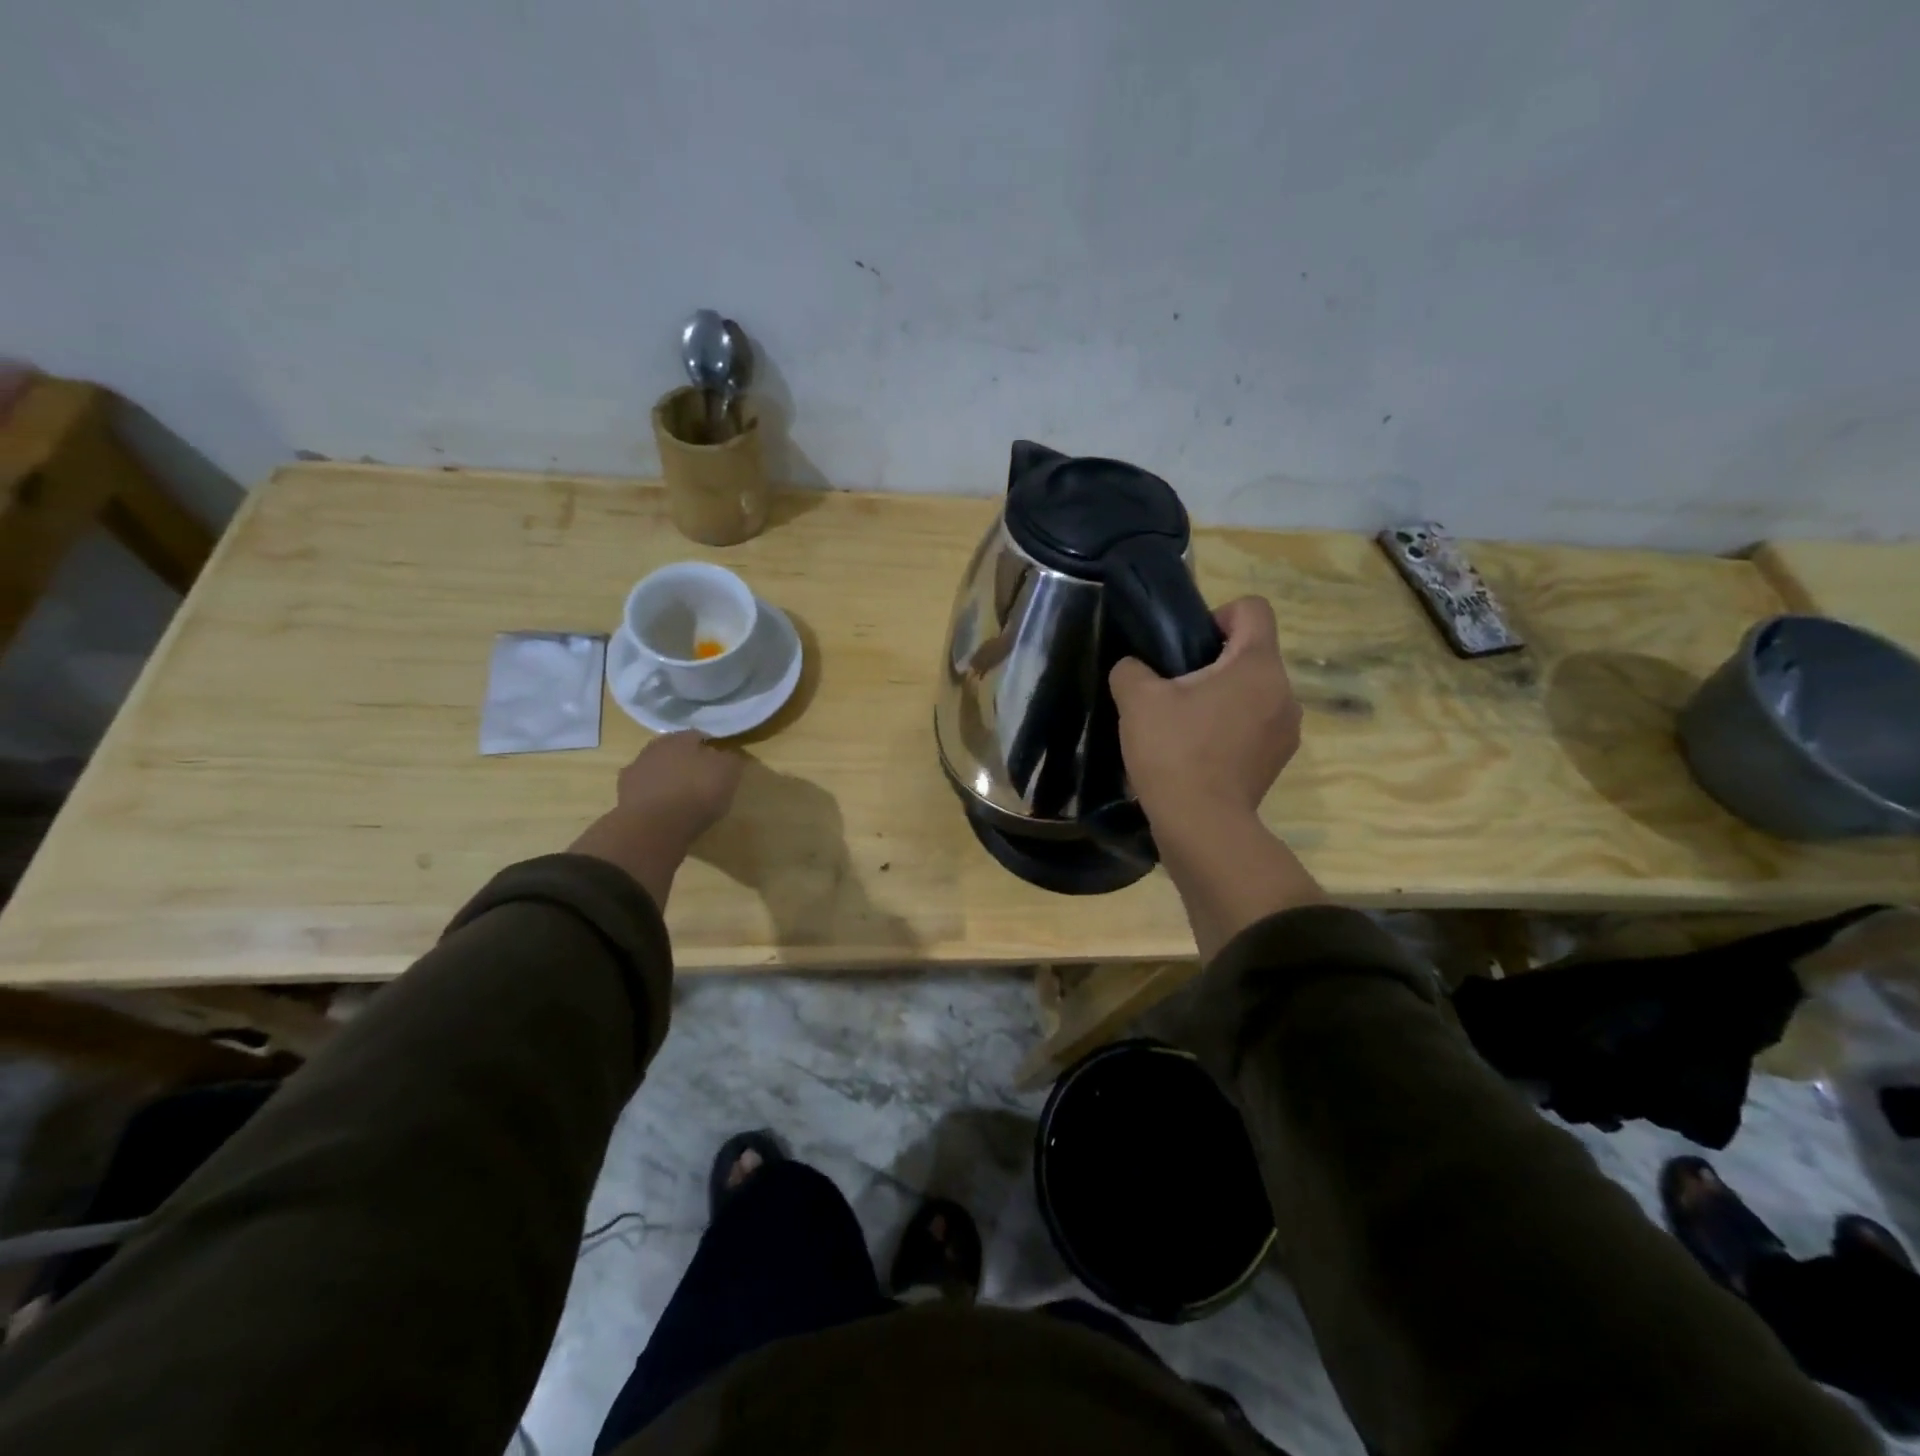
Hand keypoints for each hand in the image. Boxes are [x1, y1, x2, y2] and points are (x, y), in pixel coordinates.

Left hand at [570, 733, 743, 904]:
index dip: (711, 748)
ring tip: (683, 798)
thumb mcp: (728, 773)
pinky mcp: (623, 796)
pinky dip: (655, 798)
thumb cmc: (697, 794)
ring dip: (668, 779)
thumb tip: (728, 756)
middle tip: (702, 779)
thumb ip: (730, 759)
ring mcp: (635, 771)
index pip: (699, 736)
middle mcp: (654, 748)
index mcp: (680, 738)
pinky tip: (665, 811)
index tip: (721, 763)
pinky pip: (645, 792)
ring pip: (657, 770)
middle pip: (674, 751)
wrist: (654, 827)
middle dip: (687, 762)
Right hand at [1109, 596, 1299, 836]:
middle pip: (1252, 653)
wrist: (1202, 826)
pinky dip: (1230, 728)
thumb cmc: (1174, 752)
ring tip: (1184, 724)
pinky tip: (1198, 752)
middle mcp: (1284, 691)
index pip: (1252, 609)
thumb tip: (1135, 669)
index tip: (1187, 645)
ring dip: (1223, 697)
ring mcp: (1286, 729)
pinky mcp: (1278, 760)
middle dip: (1213, 662)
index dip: (1217, 615)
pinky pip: (1255, 725)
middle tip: (1173, 689)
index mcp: (1257, 665)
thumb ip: (1131, 670)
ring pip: (1254, 692)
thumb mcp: (1137, 700)